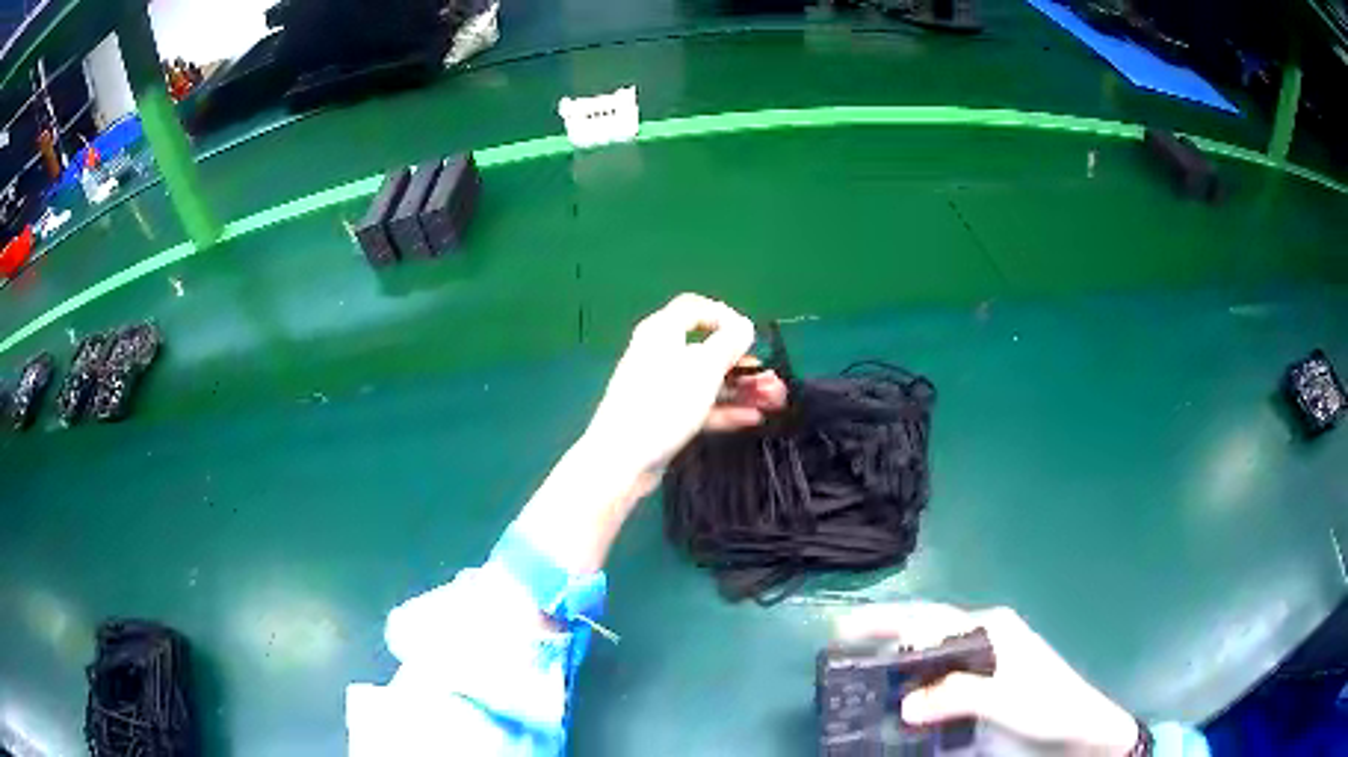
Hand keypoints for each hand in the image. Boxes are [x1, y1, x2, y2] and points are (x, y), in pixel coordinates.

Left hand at [583, 293, 785, 476]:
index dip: (725, 316)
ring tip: (774, 402)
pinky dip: (725, 410)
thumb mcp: (703, 369)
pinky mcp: (663, 416)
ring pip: (707, 381)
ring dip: (741, 389)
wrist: (622, 459)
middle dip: (744, 365)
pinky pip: (699, 405)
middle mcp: (660, 355)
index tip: (750, 337)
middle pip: (708, 350)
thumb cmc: (663, 404)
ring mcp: (661, 388)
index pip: (694, 308)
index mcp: (662, 332)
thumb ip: (728, 344)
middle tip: (774, 382)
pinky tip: (752, 419)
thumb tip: (743, 325)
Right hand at [835, 603, 1139, 755]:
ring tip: (864, 678)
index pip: (930, 619)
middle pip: (927, 632)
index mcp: (991, 627)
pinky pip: (942, 677)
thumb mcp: (1004, 699)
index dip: (887, 622)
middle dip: (887, 637)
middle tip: (845, 649)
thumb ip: (956, 697)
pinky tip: (903, 700)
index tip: (845, 631)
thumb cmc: (1047, 704)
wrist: (1079, 726)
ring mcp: (987, 660)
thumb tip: (902, 704)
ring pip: (933, 656)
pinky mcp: (985, 683)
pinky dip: (918, 685)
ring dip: (900, 665)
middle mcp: (986, 636)